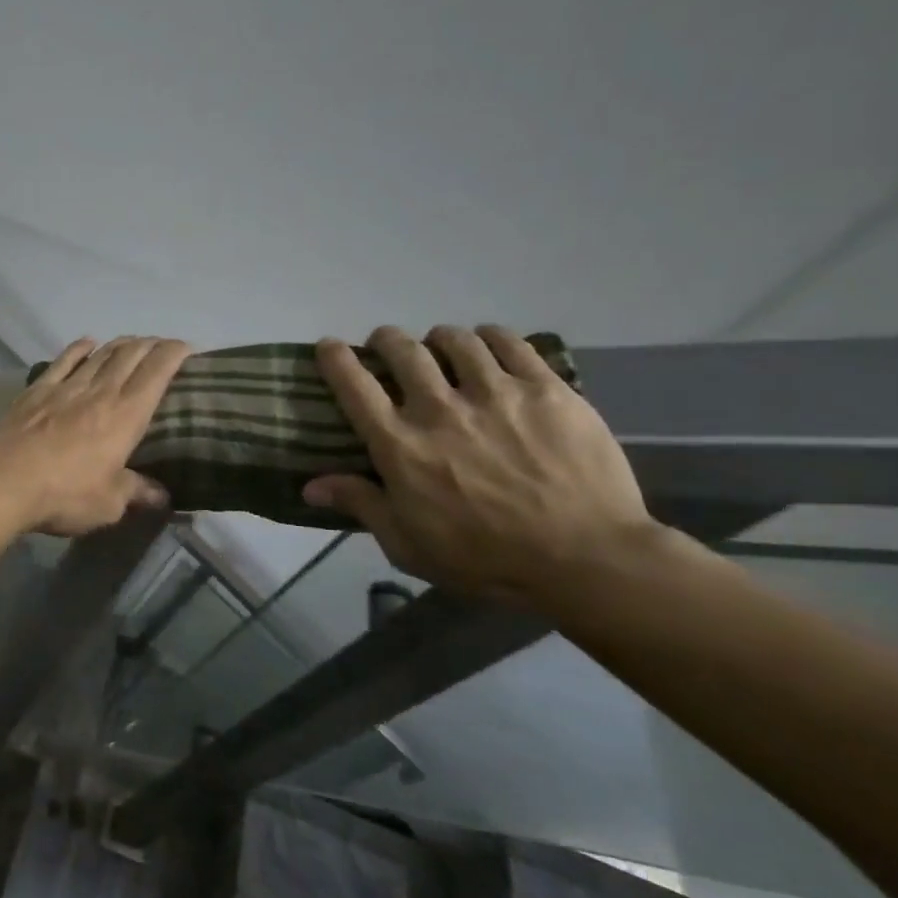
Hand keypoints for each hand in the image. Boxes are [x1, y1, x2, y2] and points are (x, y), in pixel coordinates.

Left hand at [0, 336, 192, 536]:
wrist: (4, 479)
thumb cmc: (64, 493)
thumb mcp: (108, 503)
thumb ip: (135, 492)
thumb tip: (162, 497)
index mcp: (126, 415)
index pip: (157, 373)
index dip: (174, 354)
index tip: (187, 348)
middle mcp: (100, 392)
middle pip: (130, 356)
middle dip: (150, 345)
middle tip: (161, 345)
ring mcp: (66, 387)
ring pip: (99, 355)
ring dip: (119, 344)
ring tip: (131, 342)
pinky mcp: (37, 391)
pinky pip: (63, 361)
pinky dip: (79, 348)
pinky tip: (87, 343)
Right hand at [302, 325, 655, 598]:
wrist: (587, 560)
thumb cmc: (486, 559)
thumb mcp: (408, 545)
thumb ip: (361, 505)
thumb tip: (310, 485)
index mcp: (400, 445)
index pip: (354, 386)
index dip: (336, 358)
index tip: (329, 346)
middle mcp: (439, 409)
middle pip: (402, 350)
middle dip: (386, 340)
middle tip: (388, 346)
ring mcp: (495, 394)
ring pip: (455, 340)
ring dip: (438, 339)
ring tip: (442, 346)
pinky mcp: (546, 389)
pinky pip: (510, 343)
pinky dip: (490, 337)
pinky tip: (489, 346)